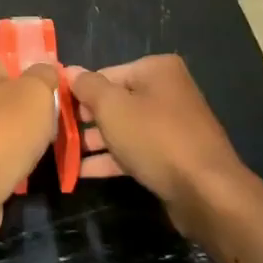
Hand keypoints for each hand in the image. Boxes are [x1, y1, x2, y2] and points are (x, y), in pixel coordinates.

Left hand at [0, 55, 57, 253]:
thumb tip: (46, 68)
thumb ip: (44, 75)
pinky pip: (1, 158)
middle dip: (37, 111)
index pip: (12, 62)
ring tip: (52, 149)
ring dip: (29, 141)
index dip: (38, 73)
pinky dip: (16, 165)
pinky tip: (30, 172)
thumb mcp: (35, 92)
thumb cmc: (2, 134)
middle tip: (61, 123)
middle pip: (12, 98)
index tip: (61, 90)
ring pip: (9, 130)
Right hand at [67, 55, 251, 238]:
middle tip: (57, 133)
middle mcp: (167, 91)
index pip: (107, 74)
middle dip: (87, 118)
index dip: (79, 91)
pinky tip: (82, 172)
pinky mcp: (173, 157)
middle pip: (116, 100)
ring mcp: (172, 126)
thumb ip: (88, 87)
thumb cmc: (155, 138)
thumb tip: (68, 70)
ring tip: (63, 154)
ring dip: (95, 141)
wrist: (207, 192)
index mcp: (156, 70)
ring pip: (125, 128)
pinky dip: (112, 159)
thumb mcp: (113, 108)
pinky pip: (136, 151)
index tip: (55, 109)